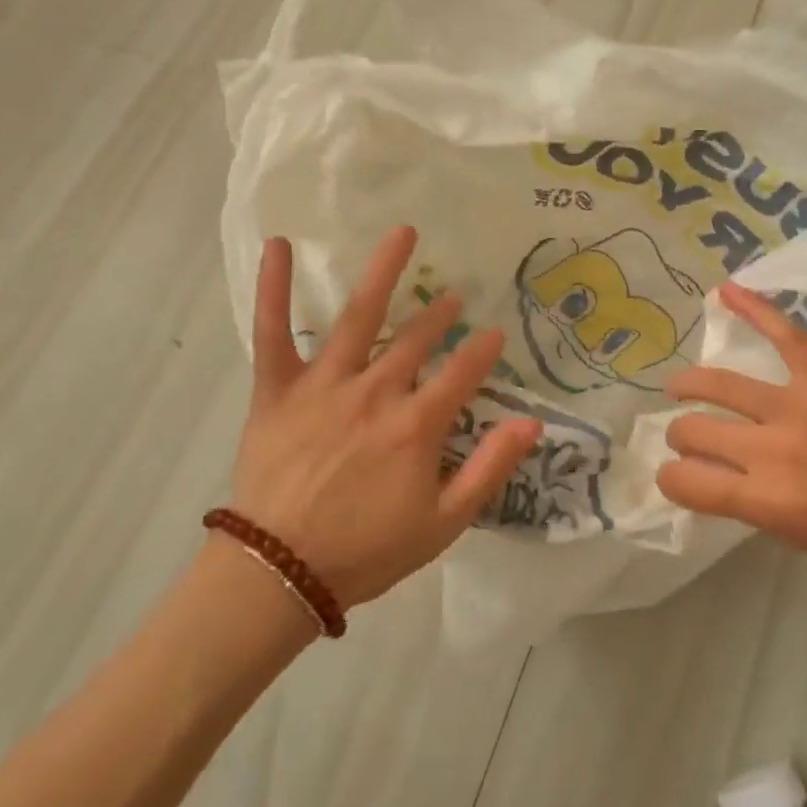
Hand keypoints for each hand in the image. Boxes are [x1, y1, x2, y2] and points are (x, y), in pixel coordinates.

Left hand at [228, 227, 542, 608]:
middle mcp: (375, 392)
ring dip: (384, 273)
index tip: (496, 335)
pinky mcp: (278, 390)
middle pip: (417, 340)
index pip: (462, 374)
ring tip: (404, 234)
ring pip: (358, 318)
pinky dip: (274, 288)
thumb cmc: (367, 550)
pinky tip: (281, 245)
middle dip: (440, 315)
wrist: (279, 572)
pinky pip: (274, 332)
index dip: (483, 352)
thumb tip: (533, 423)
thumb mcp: (445, 522)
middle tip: (454, 296)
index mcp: (416, 425)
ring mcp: (324, 385)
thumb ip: (490, 468)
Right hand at [657, 281, 806, 573]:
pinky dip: (754, 310)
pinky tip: (725, 293)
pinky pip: (784, 336)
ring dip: (691, 385)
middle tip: (690, 436)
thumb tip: (710, 474)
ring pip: (720, 384)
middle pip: (694, 430)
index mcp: (764, 499)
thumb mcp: (793, 535)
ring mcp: (797, 407)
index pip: (685, 481)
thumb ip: (746, 501)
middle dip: (681, 435)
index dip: (670, 478)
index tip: (675, 475)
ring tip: (680, 386)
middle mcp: (771, 451)